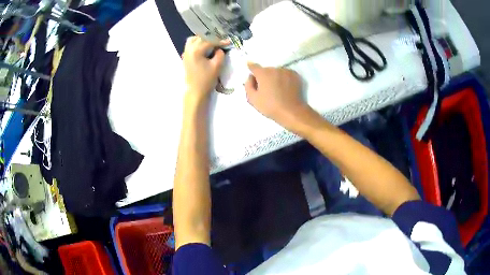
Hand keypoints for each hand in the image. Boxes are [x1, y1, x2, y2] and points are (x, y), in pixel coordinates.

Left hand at [182, 36, 227, 100]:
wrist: (195, 92)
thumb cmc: (206, 79)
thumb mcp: (217, 66)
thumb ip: (220, 54)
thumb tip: (219, 48)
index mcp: (196, 50)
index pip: (209, 41)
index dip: (220, 41)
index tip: (228, 42)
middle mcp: (189, 49)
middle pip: (200, 38)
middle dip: (211, 38)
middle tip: (220, 41)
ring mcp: (185, 53)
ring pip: (193, 40)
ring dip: (202, 39)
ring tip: (211, 43)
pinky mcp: (185, 58)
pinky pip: (190, 46)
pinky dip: (197, 44)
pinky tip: (204, 48)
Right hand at [245, 63, 309, 129]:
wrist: (291, 111)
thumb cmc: (270, 106)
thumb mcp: (253, 99)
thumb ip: (248, 85)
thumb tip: (250, 77)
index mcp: (263, 73)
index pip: (254, 66)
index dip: (251, 67)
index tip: (250, 67)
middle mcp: (275, 69)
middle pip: (266, 70)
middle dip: (264, 76)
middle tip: (266, 88)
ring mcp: (286, 71)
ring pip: (277, 72)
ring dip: (275, 77)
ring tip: (277, 89)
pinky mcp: (295, 75)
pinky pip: (286, 74)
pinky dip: (284, 78)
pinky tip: (285, 88)